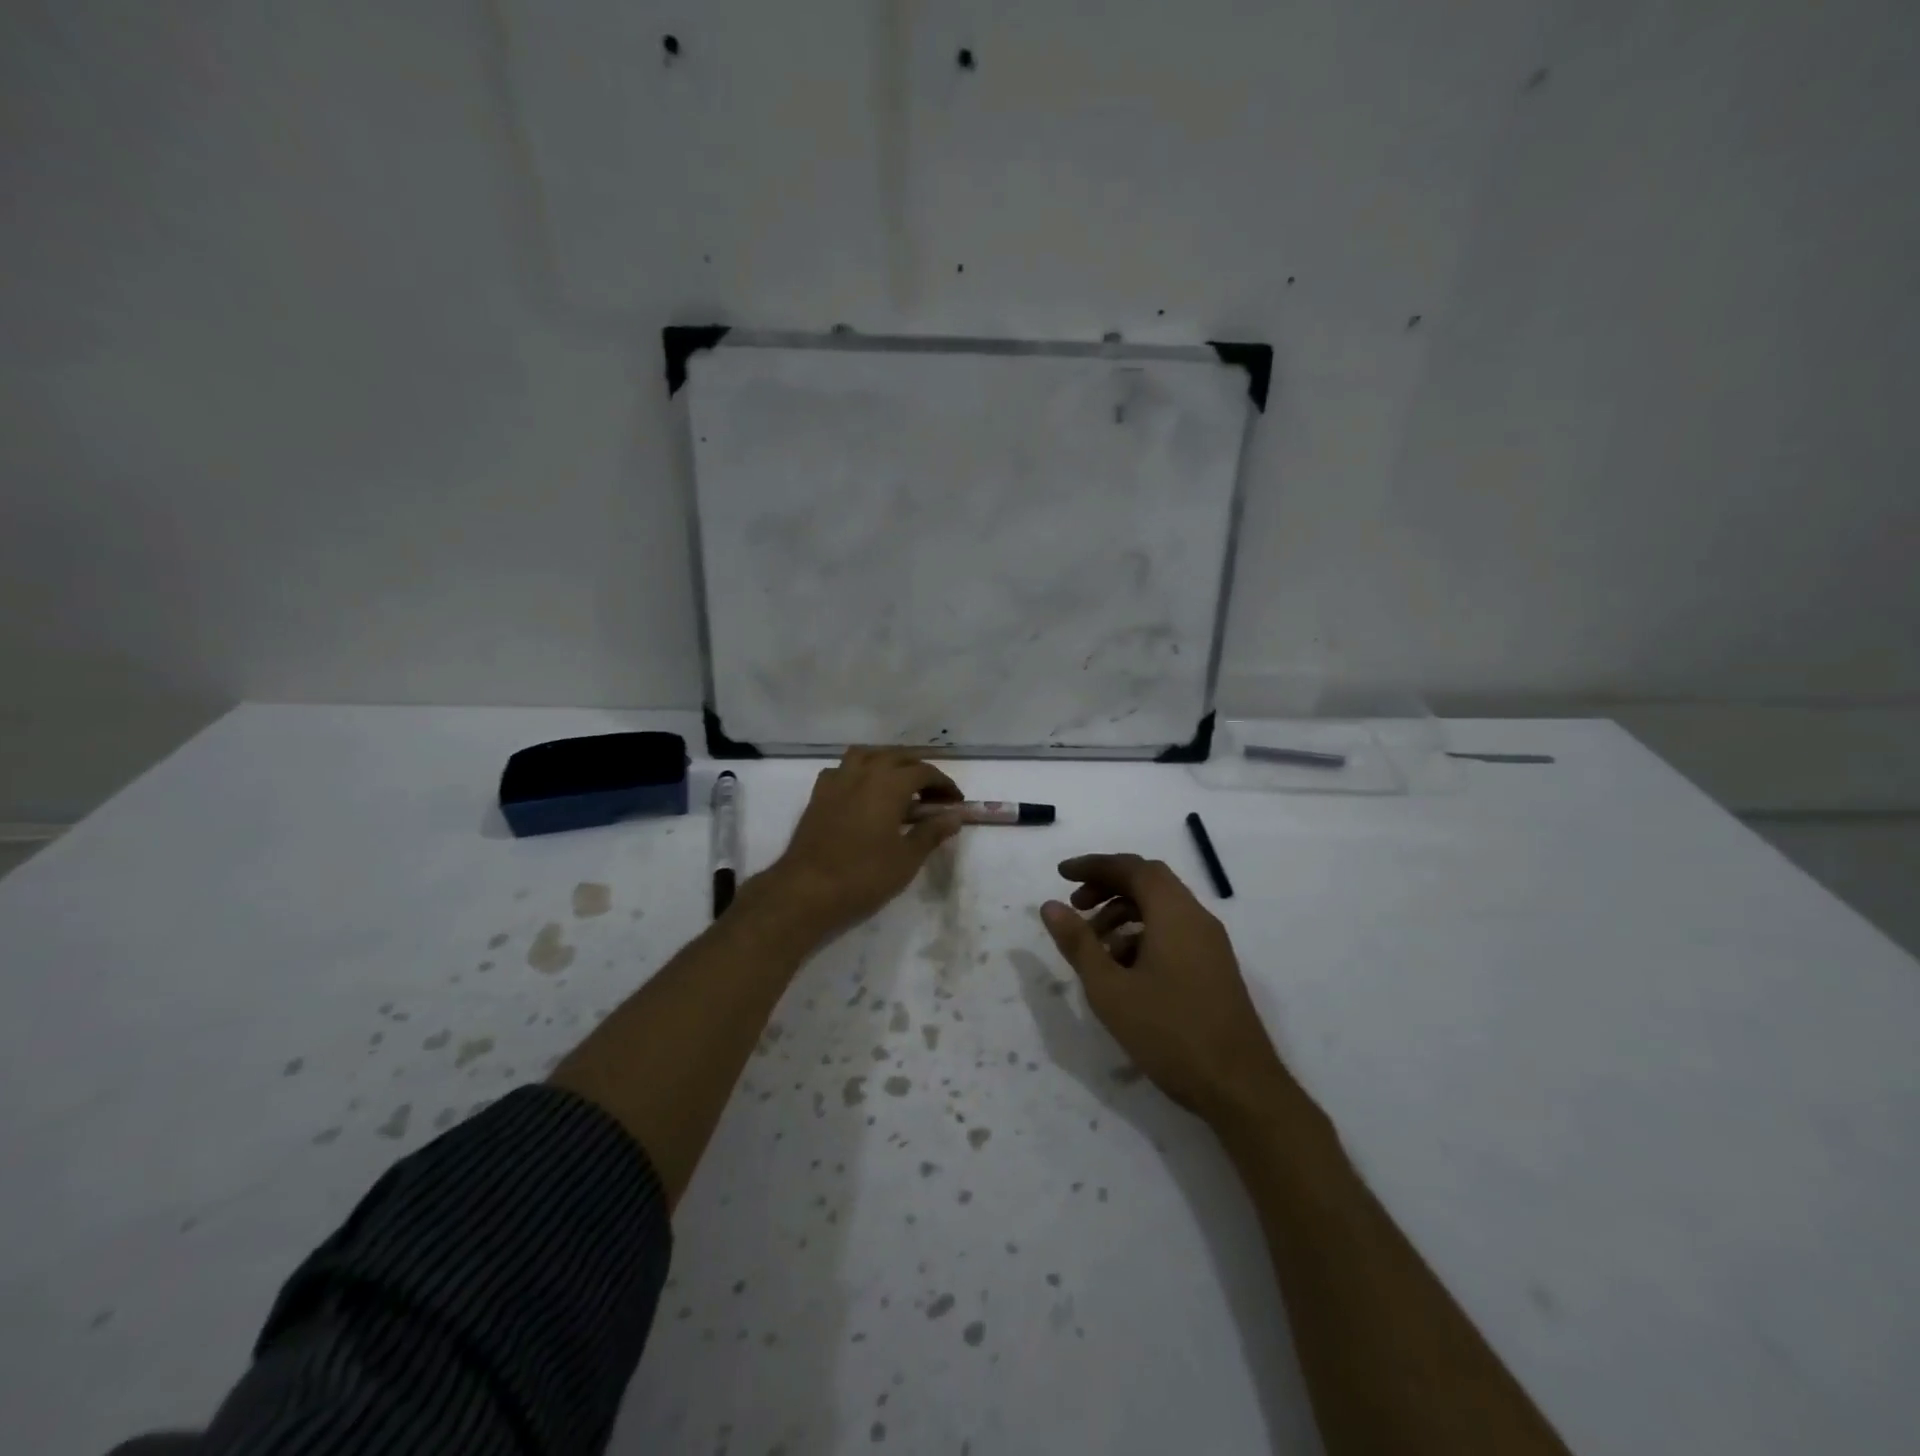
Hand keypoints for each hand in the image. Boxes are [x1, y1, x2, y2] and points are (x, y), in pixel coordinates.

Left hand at [758, 747, 964, 940]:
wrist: (806, 890)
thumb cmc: (864, 875)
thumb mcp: (907, 858)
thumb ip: (932, 832)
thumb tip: (954, 816)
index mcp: (889, 784)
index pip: (924, 772)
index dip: (944, 784)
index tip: (955, 802)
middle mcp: (863, 773)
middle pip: (896, 757)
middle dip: (918, 770)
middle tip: (932, 794)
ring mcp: (836, 781)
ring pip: (866, 756)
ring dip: (886, 763)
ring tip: (898, 785)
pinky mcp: (817, 796)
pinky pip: (841, 771)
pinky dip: (858, 774)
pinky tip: (862, 793)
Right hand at [1040, 853, 1289, 1123]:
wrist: (1240, 1088)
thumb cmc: (1170, 1033)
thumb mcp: (1110, 989)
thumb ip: (1078, 943)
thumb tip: (1050, 906)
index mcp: (1174, 913)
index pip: (1132, 868)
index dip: (1094, 865)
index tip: (1061, 875)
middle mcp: (1196, 918)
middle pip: (1149, 882)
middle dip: (1108, 886)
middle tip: (1075, 906)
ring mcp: (1210, 943)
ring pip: (1162, 908)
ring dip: (1124, 913)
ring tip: (1094, 944)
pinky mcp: (1214, 967)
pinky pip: (1174, 931)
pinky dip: (1143, 935)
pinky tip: (1123, 969)